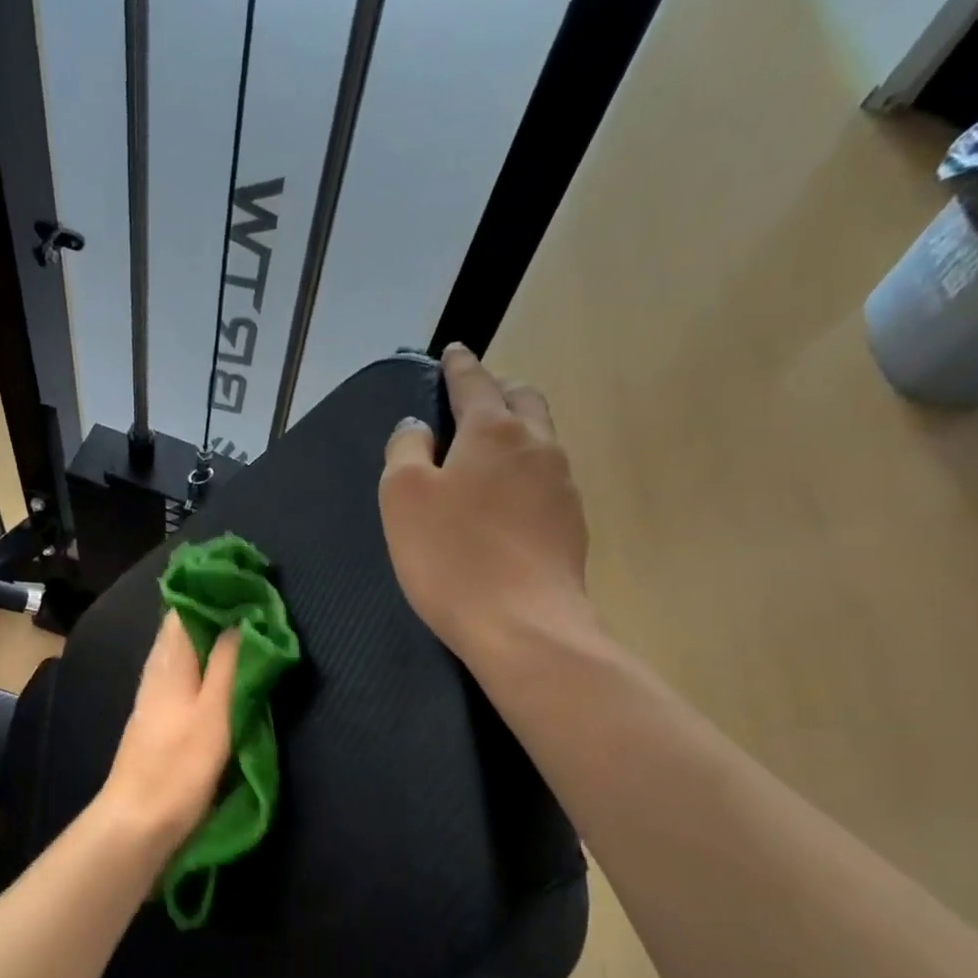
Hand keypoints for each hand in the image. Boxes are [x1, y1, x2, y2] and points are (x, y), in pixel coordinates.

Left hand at [99, 612, 240, 854]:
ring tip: (250, 632)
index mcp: (169, 661)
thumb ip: (228, 664)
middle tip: (258, 604)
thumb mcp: (214, 712)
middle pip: (185, 629)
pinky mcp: (162, 721)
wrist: (138, 822)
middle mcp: (158, 672)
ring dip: (213, 640)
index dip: (213, 591)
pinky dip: (208, 667)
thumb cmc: (179, 767)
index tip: (247, 579)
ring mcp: (157, 697)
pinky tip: (225, 675)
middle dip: (217, 613)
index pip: (185, 608)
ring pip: (185, 654)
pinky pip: (187, 678)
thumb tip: (242, 617)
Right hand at [380, 343, 594, 667]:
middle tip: (474, 401)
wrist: (524, 625)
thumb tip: (418, 428)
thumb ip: (405, 451)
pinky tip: (509, 501)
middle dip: (498, 391)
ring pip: (541, 438)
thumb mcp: (404, 498)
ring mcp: (563, 485)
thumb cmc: (451, 557)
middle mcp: (537, 445)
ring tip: (490, 451)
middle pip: (522, 400)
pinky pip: (548, 479)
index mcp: (492, 431)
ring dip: (517, 431)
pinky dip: (526, 472)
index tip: (453, 351)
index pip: (475, 382)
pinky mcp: (573, 524)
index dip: (459, 365)